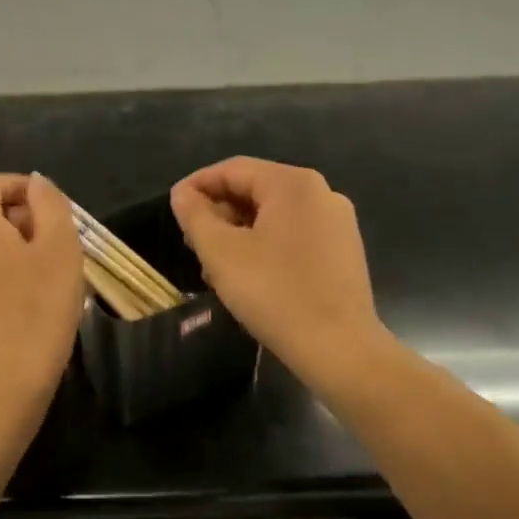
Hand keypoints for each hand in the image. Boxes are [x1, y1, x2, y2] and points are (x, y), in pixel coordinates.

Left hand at [0, 173, 84, 383]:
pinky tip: (19, 301)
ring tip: (39, 275)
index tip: (48, 209)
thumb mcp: (60, 246)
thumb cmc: (40, 305)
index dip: (18, 187)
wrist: (8, 377)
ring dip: (5, 250)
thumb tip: (35, 183)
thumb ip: (49, 203)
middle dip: (16, 221)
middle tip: (52, 245)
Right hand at [170, 157, 388, 387]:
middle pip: (255, 190)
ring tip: (214, 265)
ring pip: (273, 216)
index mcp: (293, 184)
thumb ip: (195, 215)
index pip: (233, 169)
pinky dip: (265, 246)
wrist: (339, 348)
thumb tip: (182, 193)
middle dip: (218, 212)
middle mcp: (321, 193)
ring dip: (238, 233)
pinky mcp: (343, 252)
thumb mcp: (220, 252)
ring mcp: (337, 224)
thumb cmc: (274, 292)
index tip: (174, 209)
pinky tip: (248, 276)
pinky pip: (294, 236)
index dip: (197, 185)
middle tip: (192, 243)